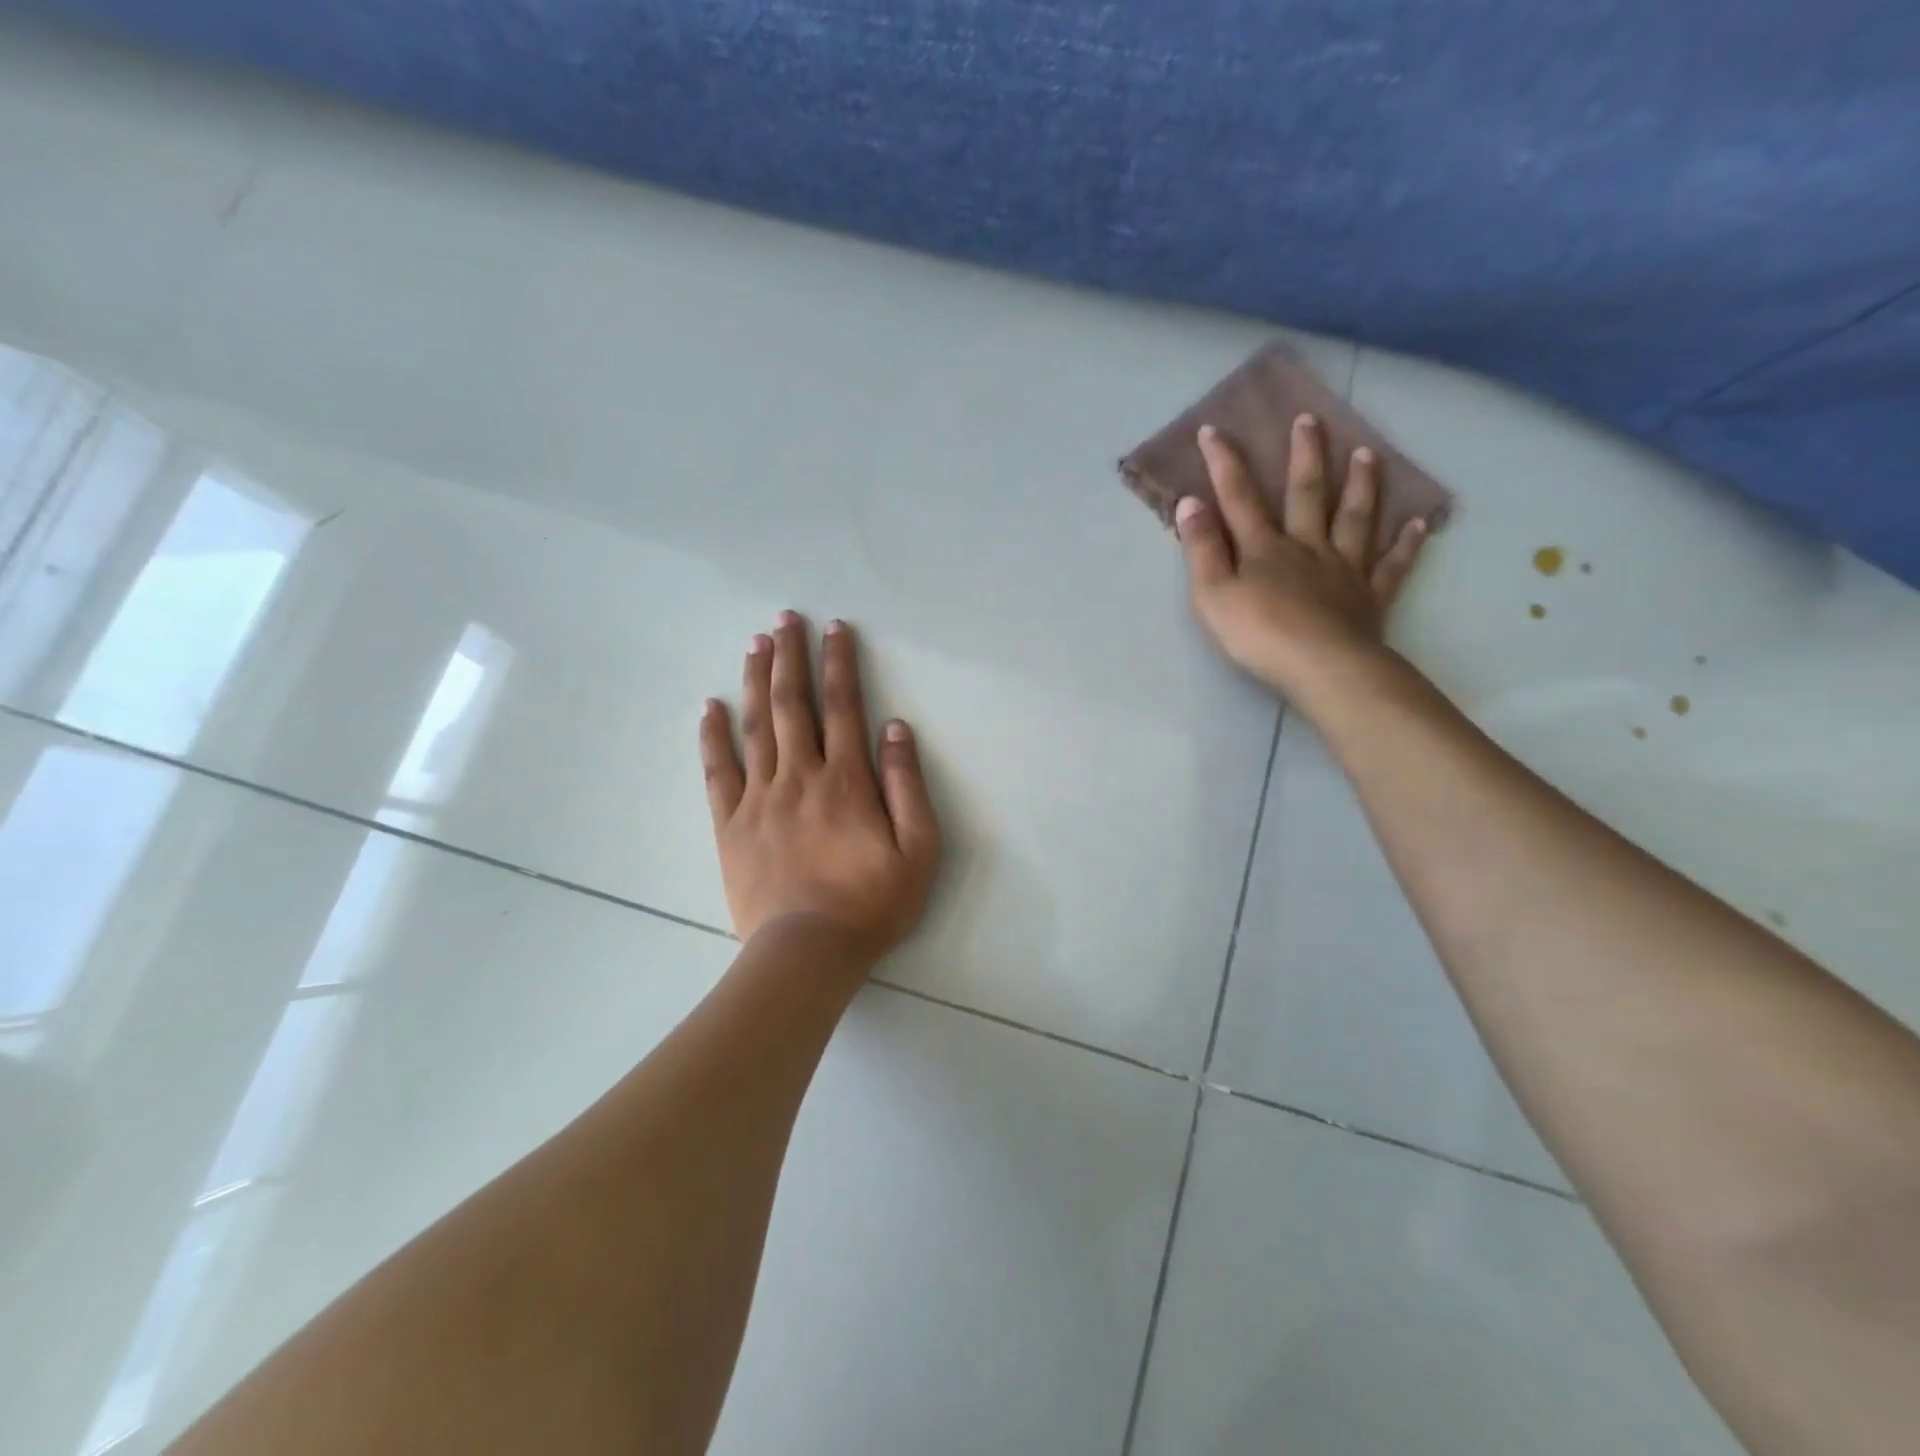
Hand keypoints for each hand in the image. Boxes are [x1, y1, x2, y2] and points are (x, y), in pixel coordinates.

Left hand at [699, 612, 939, 965]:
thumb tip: (894, 727)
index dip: (840, 664)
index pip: (843, 707)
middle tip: (784, 619)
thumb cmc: (871, 903)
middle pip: (794, 705)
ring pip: (757, 727)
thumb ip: (907, 785)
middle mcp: (801, 777)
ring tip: (754, 644)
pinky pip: (718, 771)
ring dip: (756, 681)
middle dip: (791, 657)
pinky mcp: (730, 824)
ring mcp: (760, 798)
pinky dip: (713, 736)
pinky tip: (710, 706)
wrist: (808, 951)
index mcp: (847, 781)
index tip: (835, 629)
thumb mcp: (918, 849)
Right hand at [1174, 415, 1430, 693]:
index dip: (1224, 464)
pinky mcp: (1370, 596)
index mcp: (1264, 548)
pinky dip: (1406, 544)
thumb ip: (1201, 549)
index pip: (1239, 498)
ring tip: (1367, 453)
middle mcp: (1307, 547)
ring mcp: (1343, 569)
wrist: (1320, 667)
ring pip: (1355, 518)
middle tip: (1311, 420)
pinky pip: (1391, 565)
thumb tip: (1190, 502)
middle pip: (1306, 494)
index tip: (1214, 430)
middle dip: (1305, 456)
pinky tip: (1419, 525)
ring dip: (1361, 484)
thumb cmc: (1258, 634)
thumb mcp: (1212, 594)